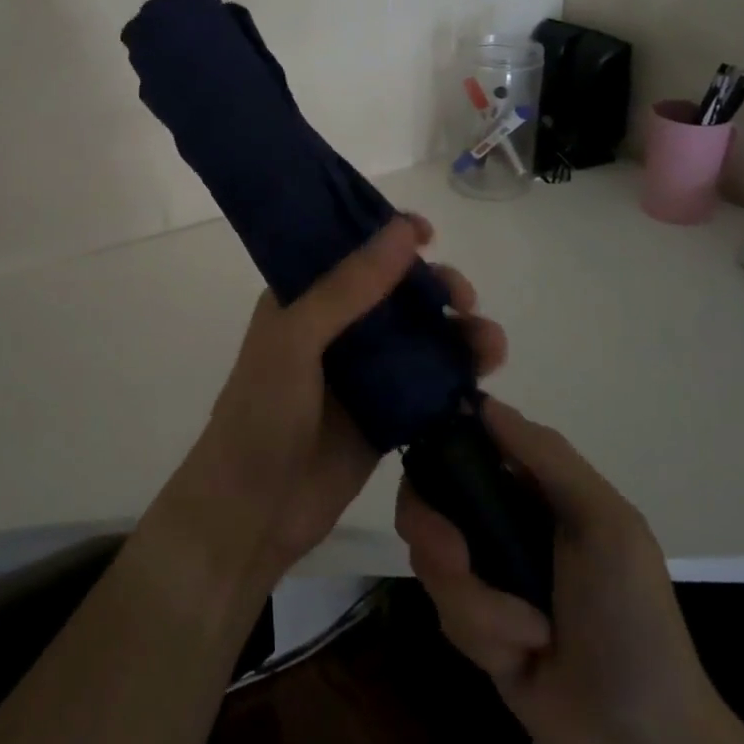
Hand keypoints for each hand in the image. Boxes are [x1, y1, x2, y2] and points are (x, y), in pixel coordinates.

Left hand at [153, 214, 506, 589]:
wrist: (252, 512)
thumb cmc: (262, 412)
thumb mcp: (297, 338)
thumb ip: (349, 287)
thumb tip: (404, 231)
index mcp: (304, 297)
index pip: (351, 249)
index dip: (389, 235)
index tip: (427, 232)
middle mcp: (336, 326)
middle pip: (397, 292)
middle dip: (436, 287)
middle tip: (462, 300)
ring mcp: (363, 372)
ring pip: (421, 337)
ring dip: (458, 333)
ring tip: (490, 347)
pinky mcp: (386, 415)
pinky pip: (429, 385)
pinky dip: (458, 377)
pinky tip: (483, 379)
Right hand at [396, 400, 735, 743]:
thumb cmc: (632, 617)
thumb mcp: (606, 522)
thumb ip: (547, 456)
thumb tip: (480, 400)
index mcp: (531, 488)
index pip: (464, 443)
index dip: (436, 445)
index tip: (426, 464)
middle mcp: (499, 521)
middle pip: (428, 499)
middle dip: (435, 531)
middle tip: (457, 558)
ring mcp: (484, 574)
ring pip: (431, 559)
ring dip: (475, 600)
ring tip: (528, 632)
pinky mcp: (472, 626)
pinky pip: (445, 611)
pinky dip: (483, 633)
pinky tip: (524, 656)